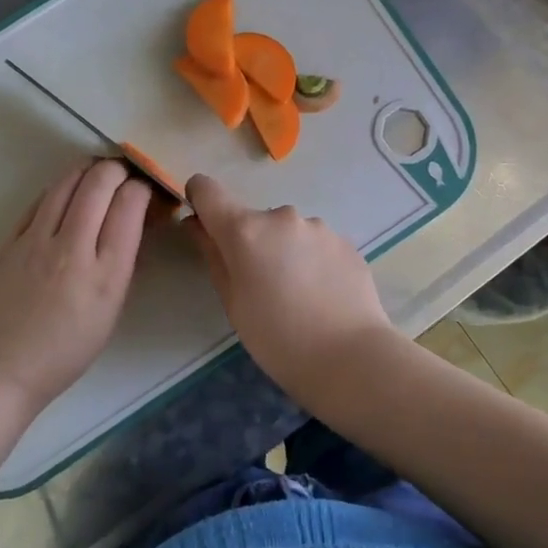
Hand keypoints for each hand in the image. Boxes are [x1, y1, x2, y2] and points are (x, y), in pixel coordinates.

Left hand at [0, 158, 151, 411]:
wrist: (2, 367)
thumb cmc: (67, 349)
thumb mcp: (112, 309)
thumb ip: (124, 261)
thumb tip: (135, 221)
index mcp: (105, 272)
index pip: (129, 203)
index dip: (144, 187)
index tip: (149, 191)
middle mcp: (72, 247)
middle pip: (100, 181)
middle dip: (120, 169)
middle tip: (128, 175)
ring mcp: (37, 239)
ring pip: (67, 181)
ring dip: (89, 170)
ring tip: (101, 175)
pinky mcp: (12, 238)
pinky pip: (42, 198)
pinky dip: (62, 187)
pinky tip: (69, 193)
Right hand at [185, 173, 393, 388]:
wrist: (350, 357)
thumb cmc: (277, 338)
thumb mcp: (233, 302)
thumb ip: (213, 255)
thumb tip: (197, 225)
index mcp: (245, 230)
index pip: (207, 190)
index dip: (200, 200)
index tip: (204, 225)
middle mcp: (281, 217)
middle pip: (252, 219)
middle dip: (251, 243)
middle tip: (262, 287)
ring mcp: (318, 226)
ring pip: (288, 232)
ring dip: (285, 251)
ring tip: (299, 295)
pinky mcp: (345, 241)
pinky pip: (316, 244)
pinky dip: (312, 261)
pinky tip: (323, 296)